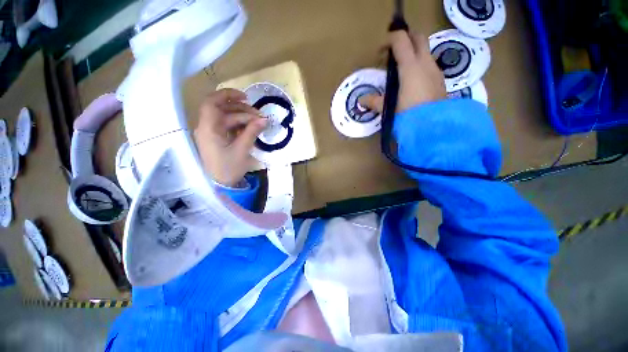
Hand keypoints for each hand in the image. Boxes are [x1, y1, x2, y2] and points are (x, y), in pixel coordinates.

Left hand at [194, 89, 266, 186]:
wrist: (221, 185)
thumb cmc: (229, 168)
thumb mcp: (242, 150)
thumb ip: (252, 132)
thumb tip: (264, 119)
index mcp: (208, 129)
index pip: (212, 102)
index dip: (228, 95)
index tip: (246, 98)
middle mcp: (207, 127)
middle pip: (222, 110)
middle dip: (242, 110)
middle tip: (259, 115)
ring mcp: (212, 133)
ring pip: (227, 118)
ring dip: (243, 118)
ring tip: (258, 122)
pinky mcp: (217, 139)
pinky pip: (228, 127)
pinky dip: (239, 126)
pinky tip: (250, 128)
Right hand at [359, 31, 445, 112]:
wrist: (434, 126)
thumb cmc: (408, 114)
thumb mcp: (388, 108)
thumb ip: (374, 102)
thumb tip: (361, 100)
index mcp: (410, 66)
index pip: (401, 40)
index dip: (389, 40)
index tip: (381, 51)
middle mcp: (425, 63)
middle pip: (418, 37)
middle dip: (405, 39)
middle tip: (393, 52)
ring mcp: (435, 70)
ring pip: (425, 51)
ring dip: (413, 53)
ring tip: (401, 70)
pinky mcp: (440, 80)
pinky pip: (429, 65)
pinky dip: (420, 65)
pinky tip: (412, 82)